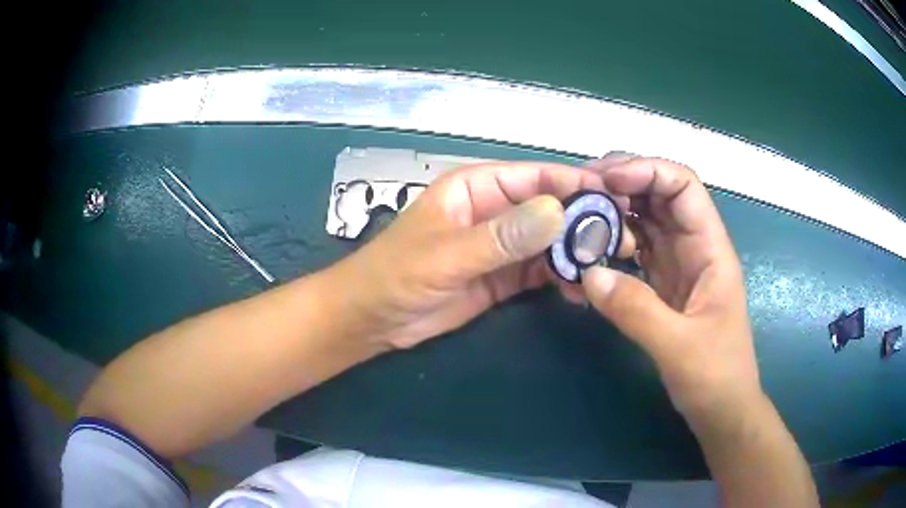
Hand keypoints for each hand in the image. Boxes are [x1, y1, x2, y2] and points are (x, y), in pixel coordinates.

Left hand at [330, 161, 634, 348]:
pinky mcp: (502, 277)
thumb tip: (559, 211)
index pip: (534, 177)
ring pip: (549, 241)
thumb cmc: (396, 275)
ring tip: (609, 266)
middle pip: (549, 208)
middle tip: (621, 240)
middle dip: (584, 222)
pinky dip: (561, 277)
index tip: (612, 199)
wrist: (373, 319)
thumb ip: (501, 236)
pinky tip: (581, 288)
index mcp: (476, 188)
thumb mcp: (446, 254)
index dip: (573, 184)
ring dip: (577, 251)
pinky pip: (540, 271)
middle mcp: (494, 210)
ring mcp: (500, 246)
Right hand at [580, 156, 760, 417]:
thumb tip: (587, 273)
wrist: (722, 408)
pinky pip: (636, 249)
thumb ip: (636, 310)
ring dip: (614, 211)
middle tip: (579, 190)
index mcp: (711, 249)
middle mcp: (695, 247)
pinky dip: (612, 243)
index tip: (605, 181)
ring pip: (645, 219)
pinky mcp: (663, 284)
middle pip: (660, 194)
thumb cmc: (715, 376)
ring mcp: (678, 264)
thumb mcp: (679, 347)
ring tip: (578, 216)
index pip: (683, 186)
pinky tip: (590, 250)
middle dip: (623, 183)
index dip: (646, 171)